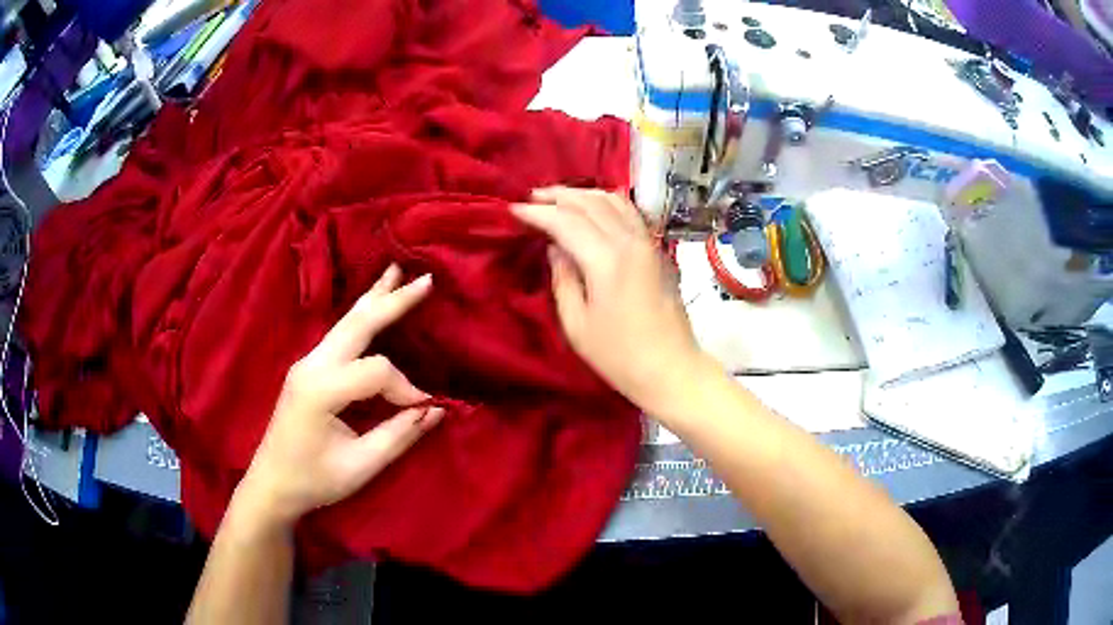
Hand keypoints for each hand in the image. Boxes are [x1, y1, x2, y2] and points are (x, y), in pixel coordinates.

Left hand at [235, 265, 444, 525]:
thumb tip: (436, 409)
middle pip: (357, 324)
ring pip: (345, 322)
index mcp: (321, 390)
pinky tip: (371, 305)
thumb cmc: (314, 480)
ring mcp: (306, 363)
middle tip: (424, 280)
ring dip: (373, 299)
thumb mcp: (361, 466)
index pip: (376, 372)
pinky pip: (339, 334)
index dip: (406, 389)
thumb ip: (399, 435)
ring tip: (395, 273)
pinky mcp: (307, 368)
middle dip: (392, 301)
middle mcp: (311, 365)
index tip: (423, 411)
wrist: (272, 484)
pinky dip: (361, 316)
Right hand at [512, 187, 709, 416]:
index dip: (538, 213)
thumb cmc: (619, 356)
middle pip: (589, 203)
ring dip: (582, 194)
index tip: (514, 210)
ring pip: (613, 201)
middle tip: (532, 197)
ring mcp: (647, 242)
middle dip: (558, 196)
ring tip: (558, 198)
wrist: (671, 367)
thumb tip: (555, 248)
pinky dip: (607, 202)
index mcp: (606, 260)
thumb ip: (563, 279)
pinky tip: (594, 206)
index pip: (566, 222)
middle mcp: (629, 241)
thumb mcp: (577, 324)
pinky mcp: (657, 250)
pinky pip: (629, 212)